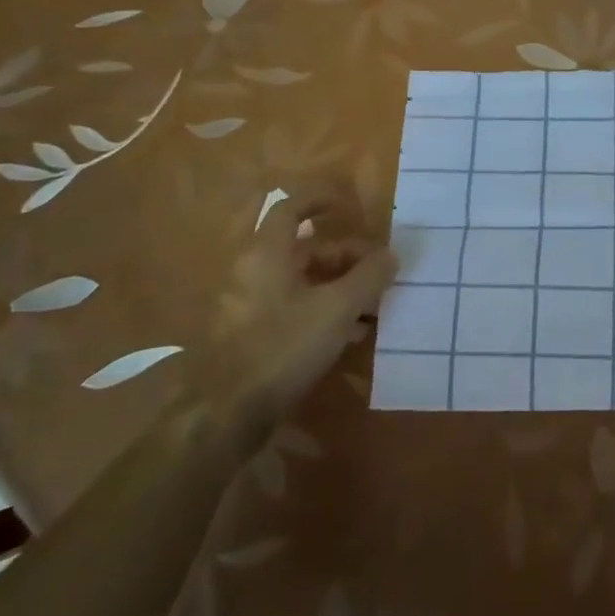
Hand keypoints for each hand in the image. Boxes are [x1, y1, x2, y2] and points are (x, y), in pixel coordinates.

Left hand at [186, 199, 395, 458]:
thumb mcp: (337, 309)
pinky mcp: (251, 336)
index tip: (350, 206)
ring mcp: (249, 305)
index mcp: (267, 254)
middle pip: (304, 249)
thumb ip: (368, 277)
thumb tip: (390, 255)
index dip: (321, 201)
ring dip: (339, 285)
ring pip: (301, 281)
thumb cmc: (282, 347)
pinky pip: (293, 308)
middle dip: (345, 255)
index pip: (292, 208)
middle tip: (379, 270)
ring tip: (374, 304)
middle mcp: (253, 272)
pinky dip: (323, 309)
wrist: (225, 415)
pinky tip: (351, 333)